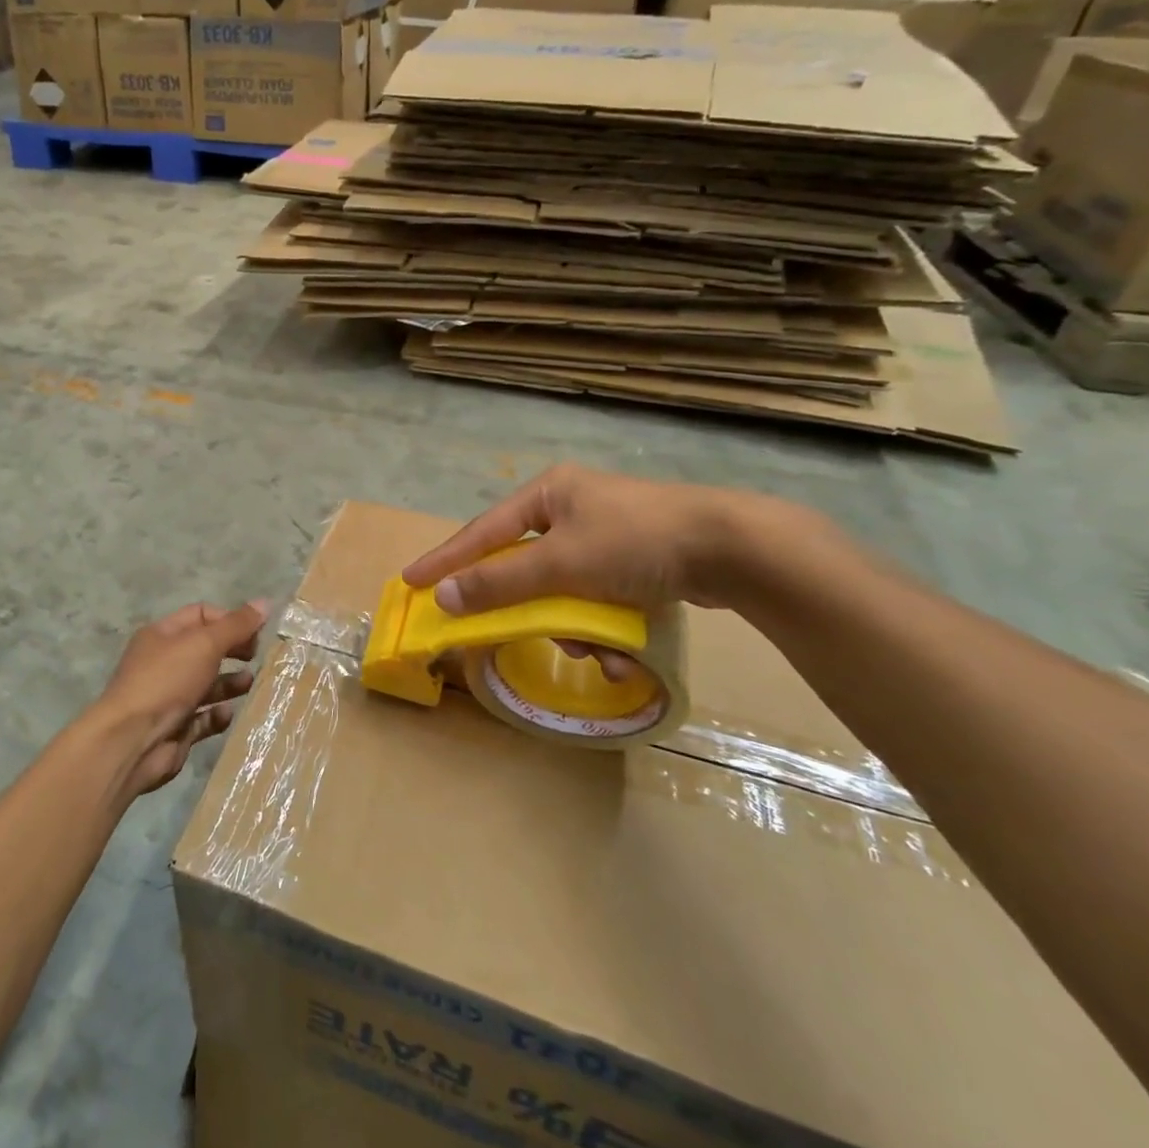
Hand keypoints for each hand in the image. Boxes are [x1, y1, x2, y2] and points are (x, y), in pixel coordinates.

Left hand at [91, 601, 268, 797]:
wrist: (132, 741)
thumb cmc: (166, 681)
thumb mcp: (204, 644)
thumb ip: (236, 625)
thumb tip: (265, 602)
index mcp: (163, 635)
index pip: (201, 615)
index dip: (229, 620)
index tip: (255, 632)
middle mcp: (164, 663)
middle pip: (205, 649)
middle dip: (232, 651)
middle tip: (256, 657)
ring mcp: (169, 697)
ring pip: (207, 685)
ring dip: (230, 684)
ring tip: (249, 684)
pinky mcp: (176, 729)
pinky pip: (203, 718)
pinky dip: (217, 715)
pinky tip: (227, 714)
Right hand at [403, 464, 773, 616]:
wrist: (736, 548)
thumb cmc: (635, 542)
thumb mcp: (561, 564)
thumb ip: (500, 582)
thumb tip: (445, 598)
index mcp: (549, 494)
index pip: (482, 532)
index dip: (446, 559)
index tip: (411, 582)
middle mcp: (572, 509)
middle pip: (526, 566)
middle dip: (530, 608)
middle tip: (513, 631)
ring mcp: (606, 535)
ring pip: (563, 590)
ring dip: (574, 626)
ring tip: (599, 651)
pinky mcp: (636, 561)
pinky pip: (598, 598)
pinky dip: (604, 626)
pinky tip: (624, 653)